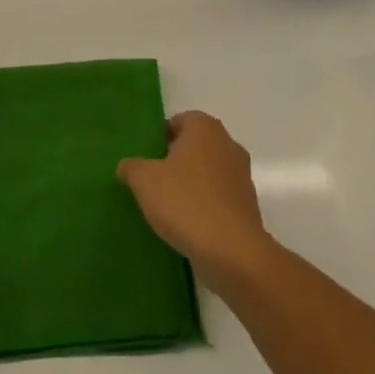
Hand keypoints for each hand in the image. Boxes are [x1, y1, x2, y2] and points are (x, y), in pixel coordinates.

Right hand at [118, 111, 277, 293]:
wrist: (232, 252)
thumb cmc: (186, 202)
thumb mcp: (145, 181)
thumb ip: (132, 167)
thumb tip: (127, 166)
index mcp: (205, 127)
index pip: (177, 121)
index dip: (158, 138)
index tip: (144, 160)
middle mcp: (228, 143)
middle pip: (194, 146)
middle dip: (174, 161)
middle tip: (151, 182)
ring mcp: (241, 175)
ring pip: (207, 172)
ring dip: (190, 185)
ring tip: (166, 207)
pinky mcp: (247, 205)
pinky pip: (218, 197)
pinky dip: (204, 206)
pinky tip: (187, 225)